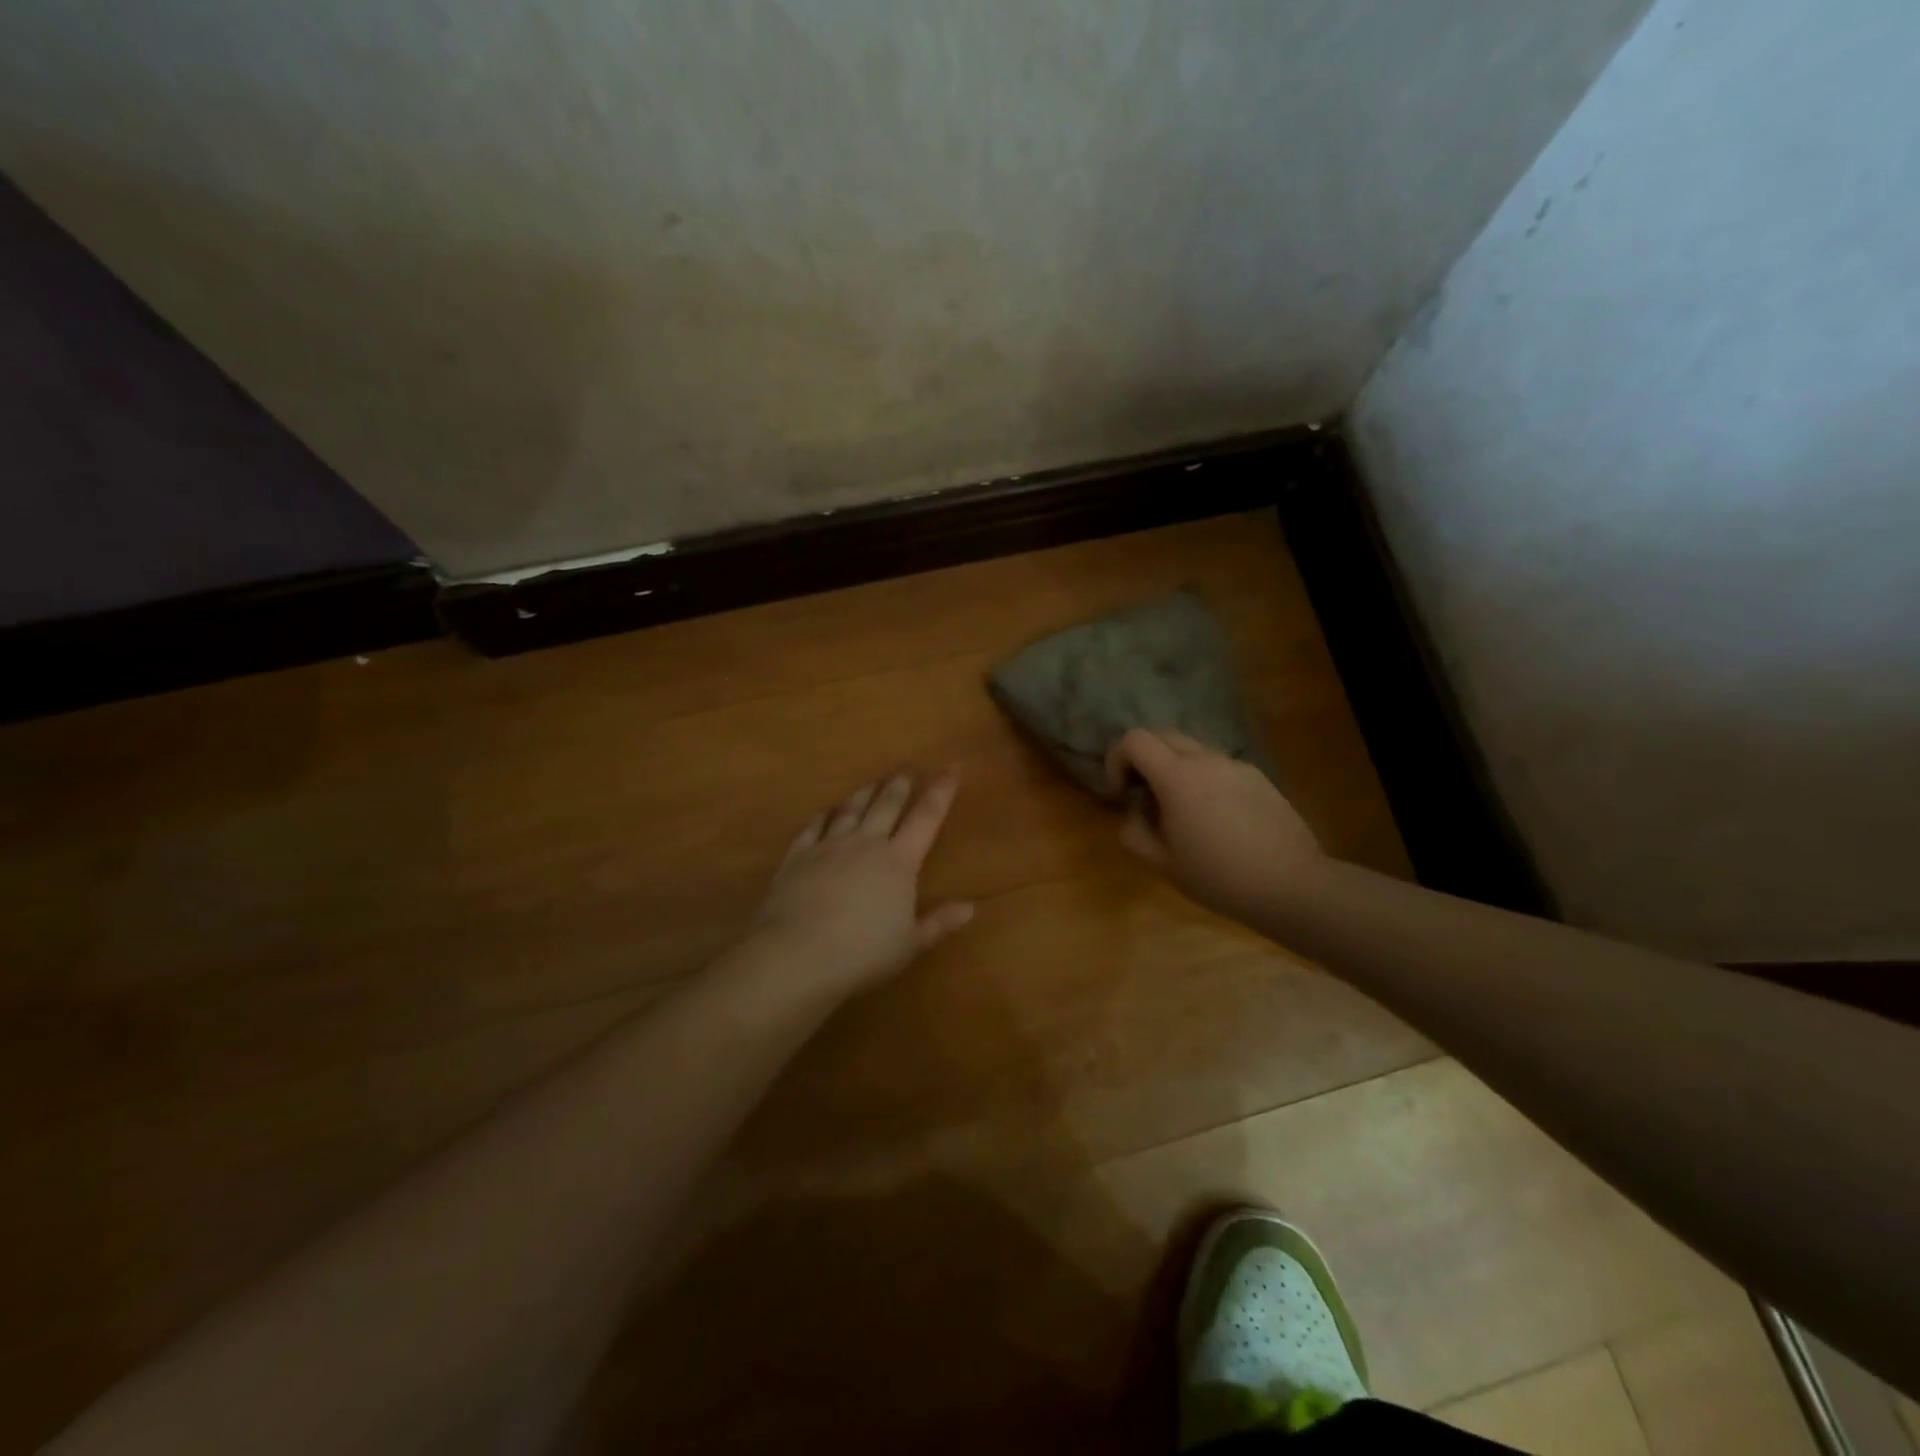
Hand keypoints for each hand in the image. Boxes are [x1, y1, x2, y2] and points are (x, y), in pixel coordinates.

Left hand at [746, 770, 973, 1001]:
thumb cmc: (862, 952)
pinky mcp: (797, 856)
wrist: (797, 954)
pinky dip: (823, 816)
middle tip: (906, 771)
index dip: (941, 791)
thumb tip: (970, 908)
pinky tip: (826, 811)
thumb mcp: (909, 944)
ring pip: (850, 810)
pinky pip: (813, 827)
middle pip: (886, 805)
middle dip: (899, 785)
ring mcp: (828, 847)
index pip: (927, 817)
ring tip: (872, 783)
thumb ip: (939, 922)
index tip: (952, 767)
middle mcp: (865, 843)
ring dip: (864, 793)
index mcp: (898, 861)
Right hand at [1105, 729, 1326, 924]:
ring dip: (1173, 767)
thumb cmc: (1220, 878)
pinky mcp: (1258, 777)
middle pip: (1162, 735)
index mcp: (1178, 777)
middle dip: (1142, 758)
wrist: (1293, 886)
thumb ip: (1134, 832)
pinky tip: (1215, 818)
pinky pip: (1218, 766)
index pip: (1134, 740)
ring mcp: (1236, 765)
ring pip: (1192, 749)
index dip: (1116, 759)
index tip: (1120, 792)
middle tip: (1142, 794)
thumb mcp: (1162, 864)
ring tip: (1179, 810)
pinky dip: (1202, 778)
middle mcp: (1207, 760)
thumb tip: (1135, 812)